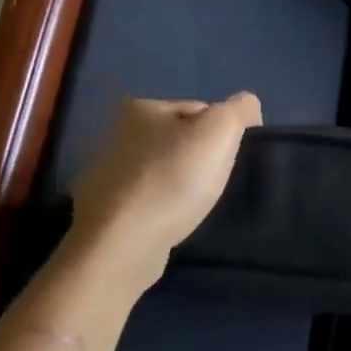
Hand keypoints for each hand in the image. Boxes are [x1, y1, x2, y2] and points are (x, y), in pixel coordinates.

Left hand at [69, 94, 261, 288]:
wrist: (122, 244)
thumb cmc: (173, 179)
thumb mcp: (220, 130)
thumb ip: (239, 109)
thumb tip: (247, 106)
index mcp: (140, 108)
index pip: (200, 110)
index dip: (222, 134)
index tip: (229, 160)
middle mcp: (115, 134)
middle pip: (180, 140)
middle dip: (200, 158)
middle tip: (216, 183)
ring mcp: (104, 175)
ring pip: (163, 171)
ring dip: (181, 184)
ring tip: (196, 205)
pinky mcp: (103, 211)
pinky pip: (146, 201)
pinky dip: (162, 208)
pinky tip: (173, 221)